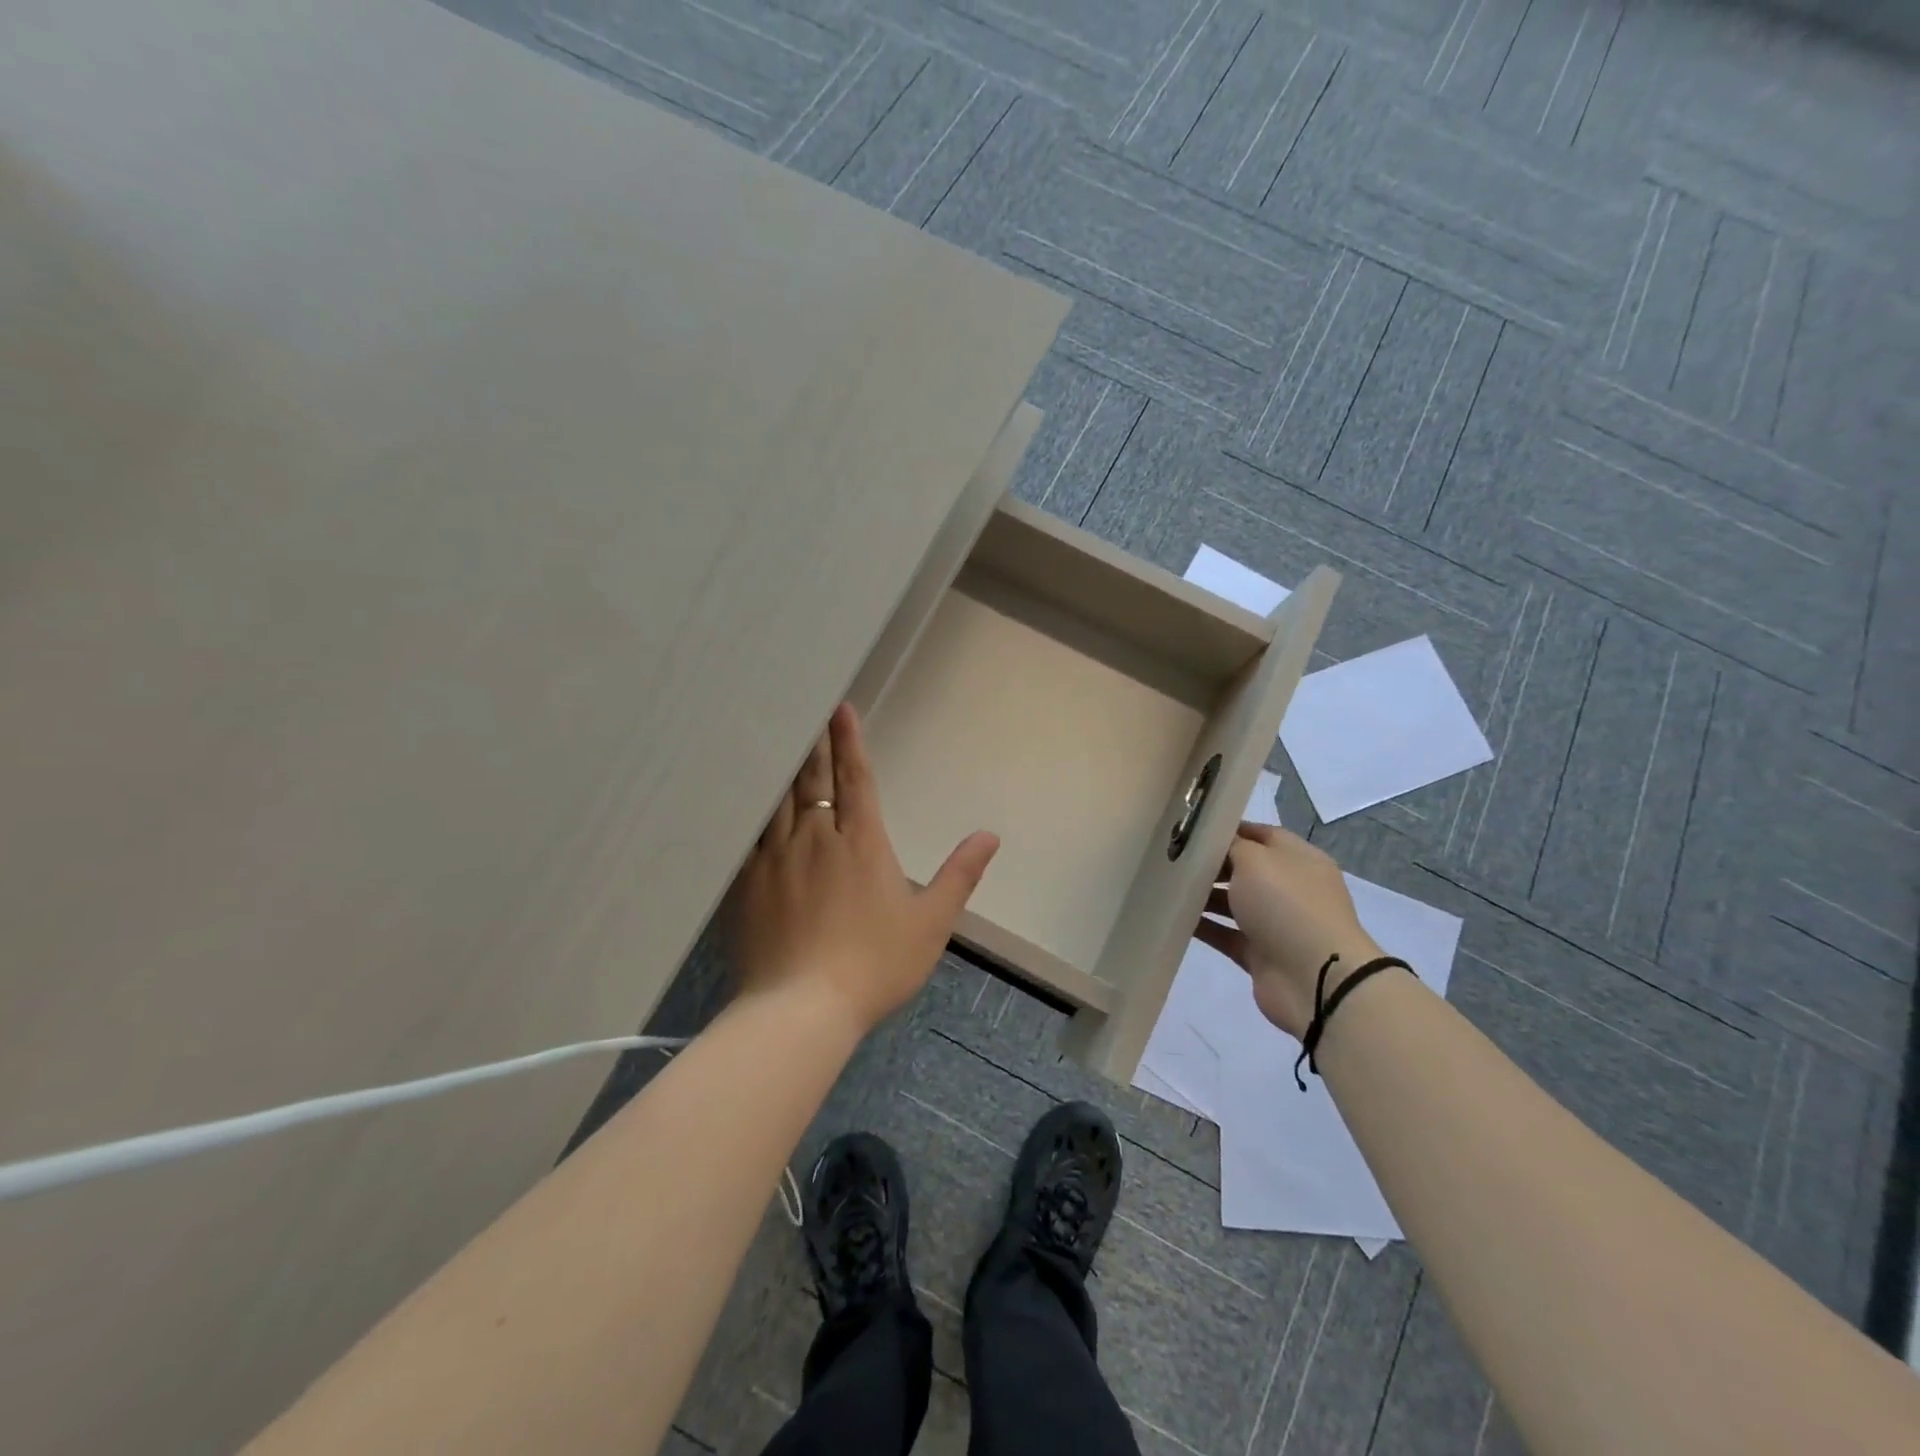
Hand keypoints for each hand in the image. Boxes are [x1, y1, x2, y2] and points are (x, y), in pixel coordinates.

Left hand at [729, 703, 999, 1034]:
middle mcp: (816, 837)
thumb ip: (959, 875)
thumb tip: (989, 835)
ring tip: (776, 736)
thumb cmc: (875, 964)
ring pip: (778, 797)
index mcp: (861, 842)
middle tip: (805, 708)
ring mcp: (776, 857)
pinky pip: (748, 831)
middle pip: (813, 779)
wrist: (802, 1008)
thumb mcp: (931, 923)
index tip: (841, 708)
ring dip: (782, 765)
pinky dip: (751, 806)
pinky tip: (745, 795)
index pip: (856, 779)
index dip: (849, 741)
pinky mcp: (747, 881)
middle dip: (814, 742)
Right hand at [1194, 825, 1381, 1037]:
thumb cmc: (1286, 905)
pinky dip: (1203, 926)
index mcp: (1299, 859)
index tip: (1192, 830)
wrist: (1314, 978)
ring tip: (1167, 885)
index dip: (1230, 830)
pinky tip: (1174, 916)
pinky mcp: (1260, 954)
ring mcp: (1276, 923)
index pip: (1262, 835)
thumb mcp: (1256, 860)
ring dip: (1204, 895)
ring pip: (1233, 902)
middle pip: (1245, 869)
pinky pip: (1226, 934)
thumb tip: (1218, 844)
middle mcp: (1290, 889)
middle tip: (1173, 857)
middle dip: (1212, 864)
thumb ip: (1232, 846)